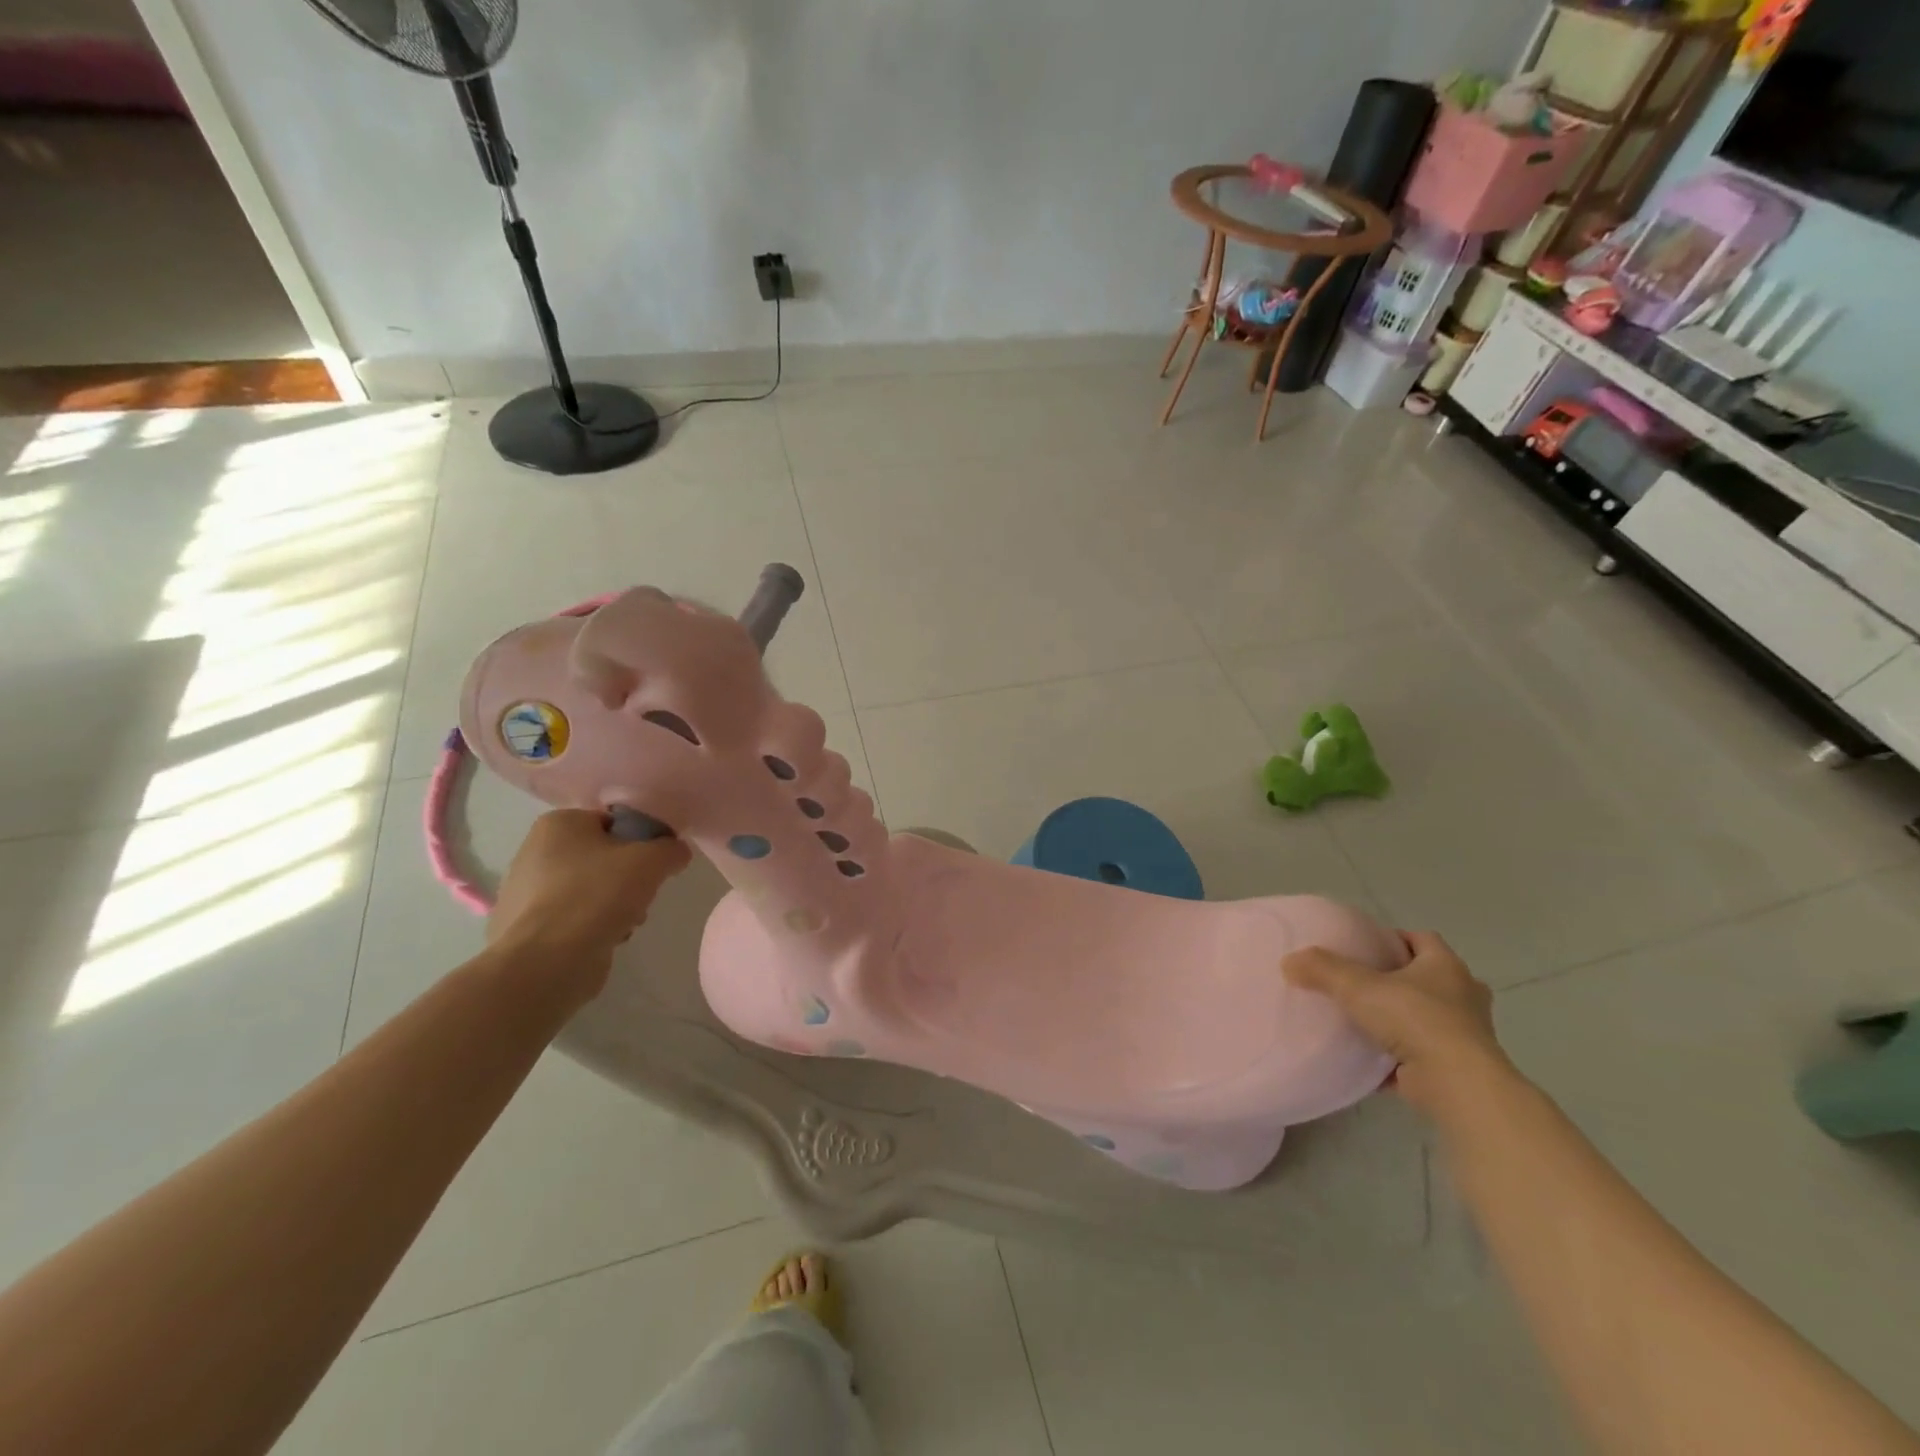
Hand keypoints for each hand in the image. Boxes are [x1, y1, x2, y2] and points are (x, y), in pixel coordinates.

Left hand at [489, 810, 691, 984]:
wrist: (548, 962)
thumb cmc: (598, 895)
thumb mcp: (651, 861)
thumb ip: (671, 848)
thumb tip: (676, 852)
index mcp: (558, 824)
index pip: (613, 823)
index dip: (641, 842)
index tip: (654, 865)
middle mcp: (534, 851)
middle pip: (602, 857)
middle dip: (627, 877)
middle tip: (642, 895)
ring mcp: (523, 892)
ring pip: (589, 889)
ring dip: (614, 904)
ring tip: (626, 922)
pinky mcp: (524, 928)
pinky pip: (572, 917)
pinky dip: (591, 926)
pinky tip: (603, 939)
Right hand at [1283, 930, 1510, 1119]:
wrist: (1456, 1085)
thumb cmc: (1415, 1019)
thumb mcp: (1358, 986)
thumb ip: (1322, 970)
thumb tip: (1289, 961)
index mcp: (1445, 967)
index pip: (1423, 939)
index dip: (1394, 939)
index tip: (1365, 946)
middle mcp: (1463, 996)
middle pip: (1430, 979)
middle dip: (1401, 980)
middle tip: (1365, 984)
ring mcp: (1465, 1035)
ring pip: (1429, 1019)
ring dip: (1403, 1021)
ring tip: (1364, 1021)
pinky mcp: (1458, 1068)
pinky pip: (1423, 1056)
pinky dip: (1400, 1058)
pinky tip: (1370, 1061)